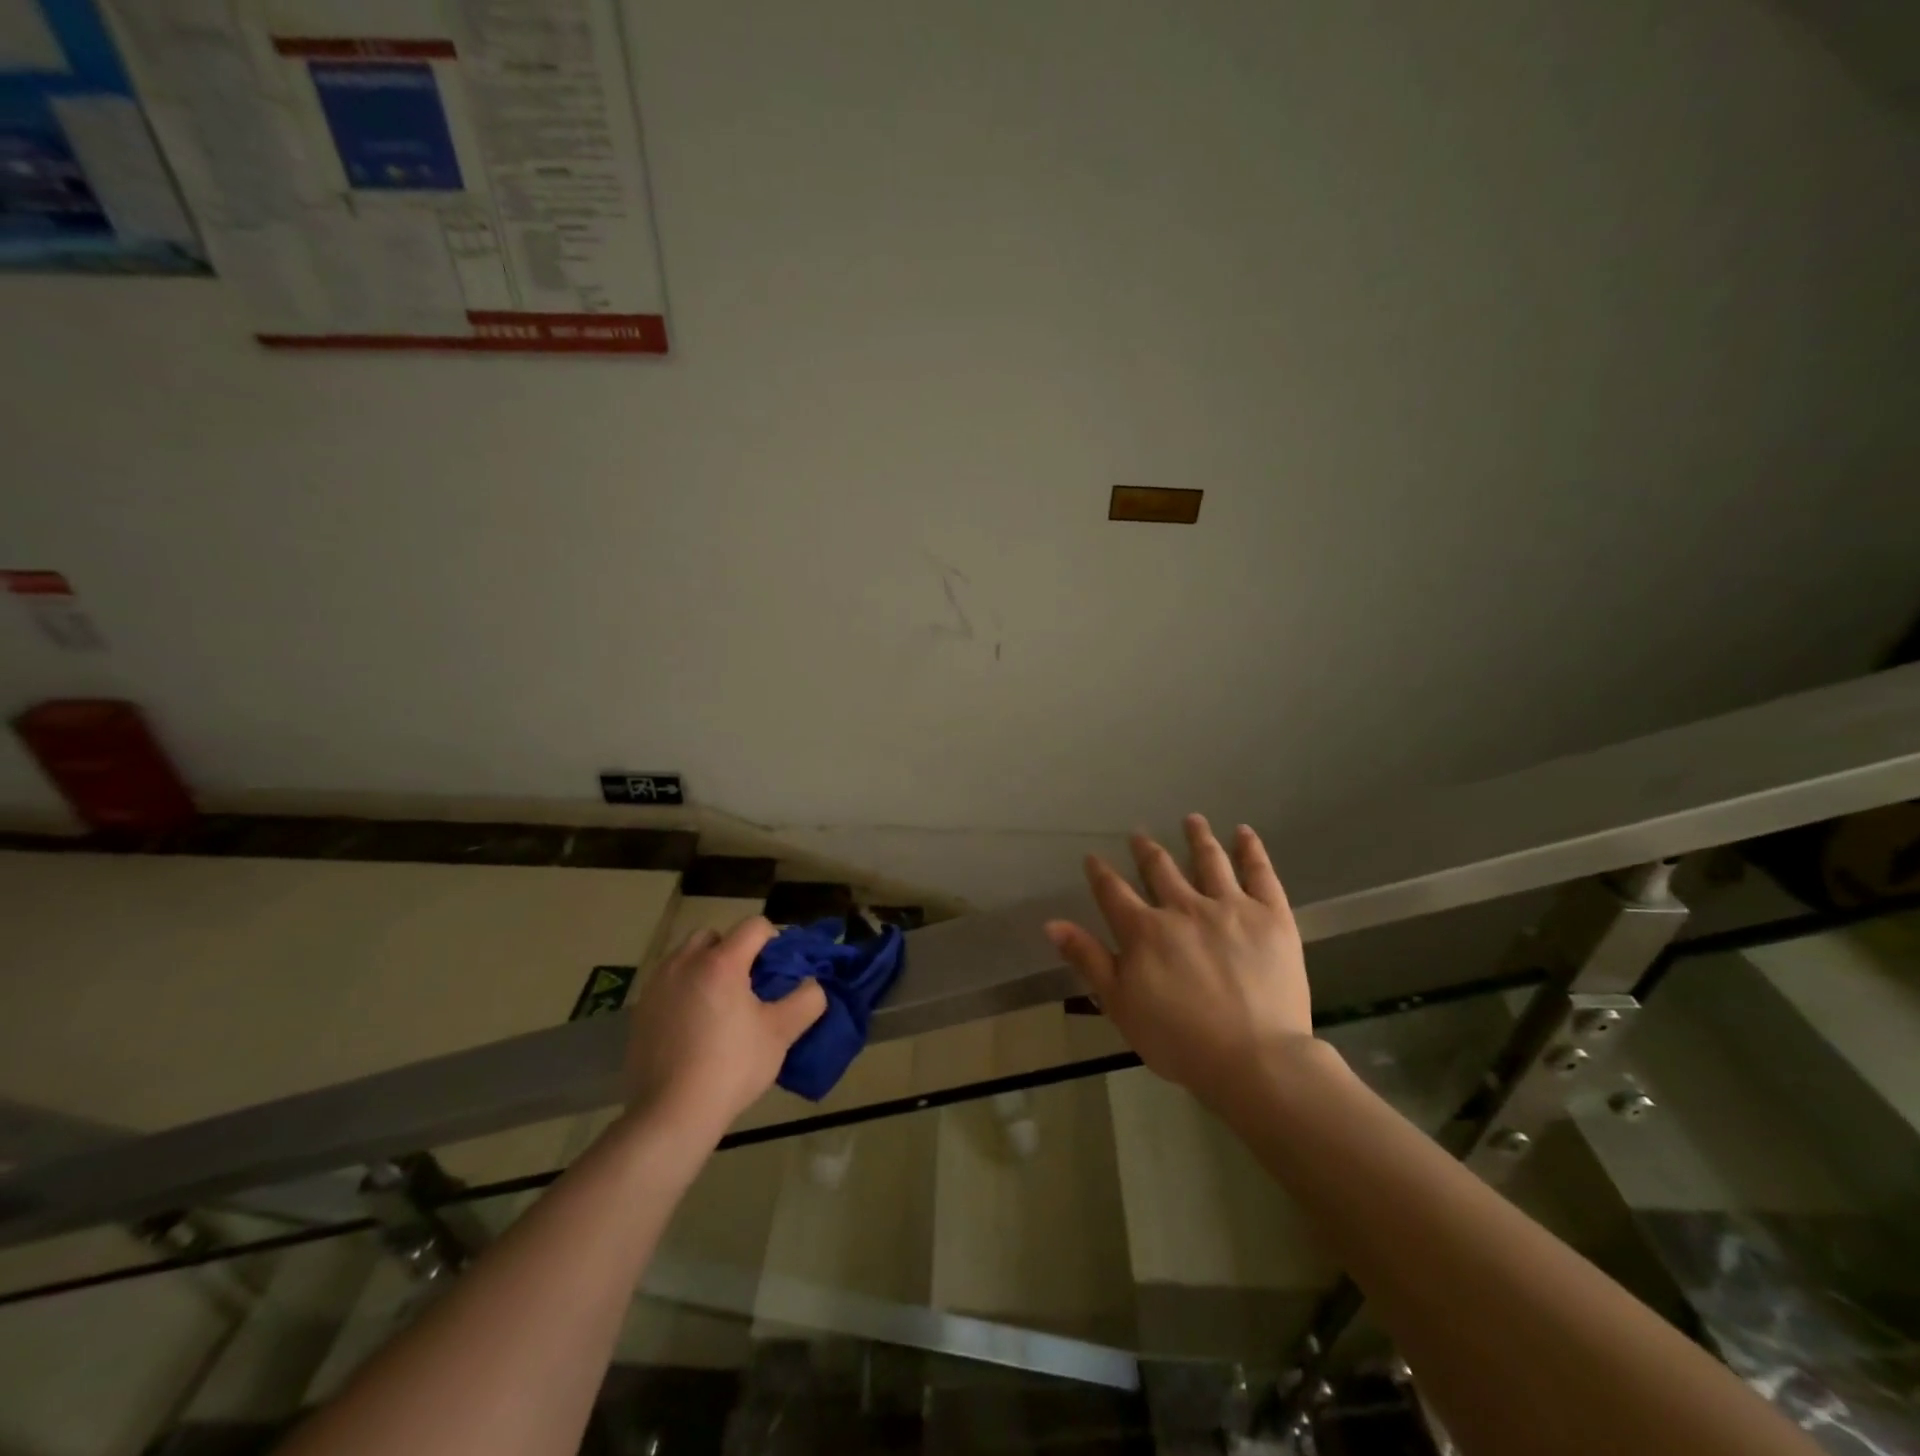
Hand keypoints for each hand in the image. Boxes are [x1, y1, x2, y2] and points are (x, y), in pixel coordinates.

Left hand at [622, 917, 827, 1135]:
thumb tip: (811, 985)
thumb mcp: (781, 1034)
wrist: (671, 1114)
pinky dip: (683, 991)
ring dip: (705, 968)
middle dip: (734, 951)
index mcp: (721, 962)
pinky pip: (668, 983)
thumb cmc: (731, 1067)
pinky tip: (692, 1027)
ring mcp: (657, 985)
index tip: (776, 971)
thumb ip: (807, 1000)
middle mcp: (685, 962)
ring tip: (718, 1006)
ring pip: (687, 957)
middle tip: (747, 986)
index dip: (773, 941)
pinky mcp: (640, 1009)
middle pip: (715, 936)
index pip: (754, 926)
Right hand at [1045, 815, 1312, 1109]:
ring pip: (1208, 860)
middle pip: (1160, 868)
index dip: (1100, 873)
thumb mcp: (1120, 1005)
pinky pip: (1259, 872)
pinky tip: (1242, 832)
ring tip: (1191, 819)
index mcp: (1144, 930)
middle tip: (1139, 834)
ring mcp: (1229, 907)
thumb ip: (1088, 959)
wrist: (1254, 1059)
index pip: (1113, 891)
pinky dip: (1249, 849)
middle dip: (1146, 850)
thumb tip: (1052, 923)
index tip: (1093, 858)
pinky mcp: (1270, 915)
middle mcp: (1183, 907)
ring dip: (1197, 837)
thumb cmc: (1179, 1040)